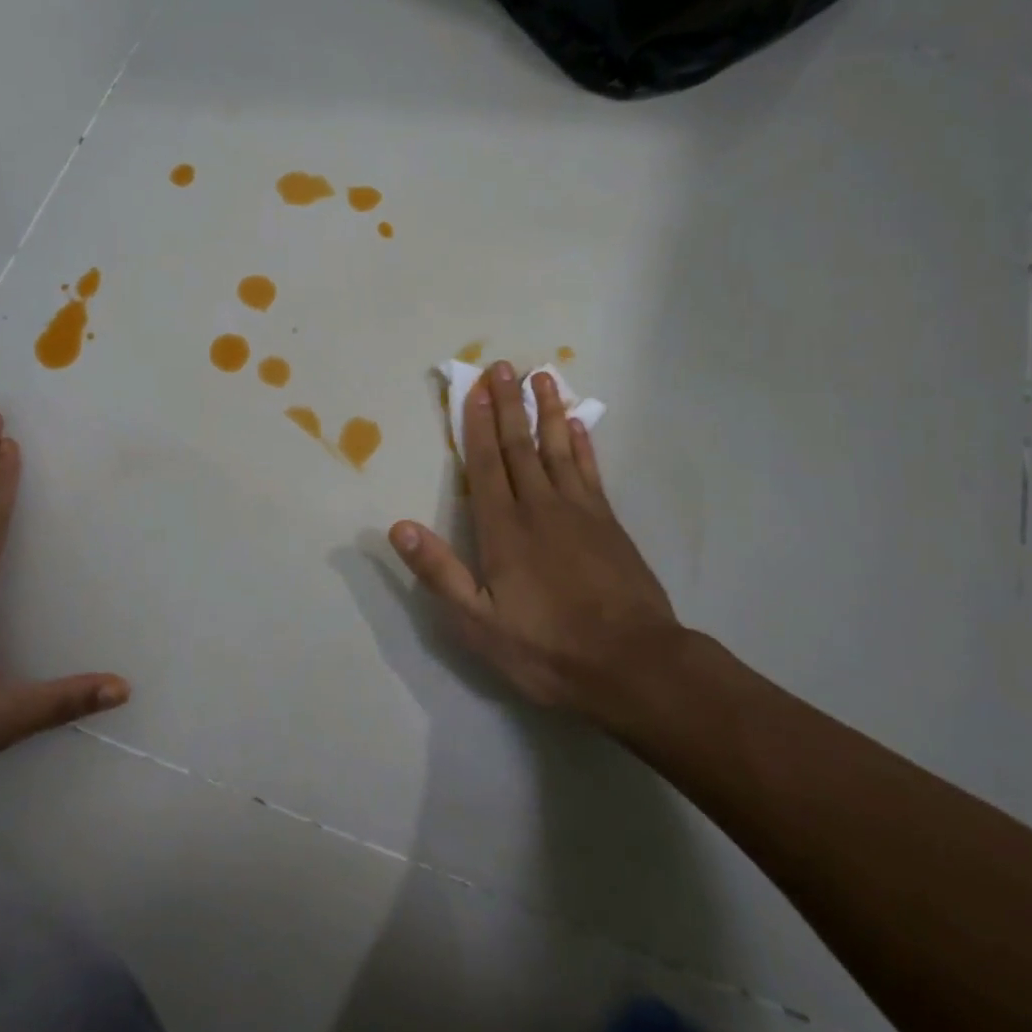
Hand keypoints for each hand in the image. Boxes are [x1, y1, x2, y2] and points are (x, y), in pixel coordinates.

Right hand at [390, 362, 683, 734]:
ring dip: (547, 411)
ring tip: (542, 377)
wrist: (633, 664)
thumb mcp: (479, 623)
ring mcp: (580, 511)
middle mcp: (540, 507)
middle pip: (519, 445)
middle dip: (508, 404)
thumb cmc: (547, 648)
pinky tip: (578, 425)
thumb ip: (440, 572)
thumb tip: (398, 528)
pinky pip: (590, 471)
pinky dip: (582, 444)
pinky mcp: (608, 523)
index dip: (476, 425)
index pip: (485, 464)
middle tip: (504, 366)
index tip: (474, 389)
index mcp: (504, 529)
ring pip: (558, 448)